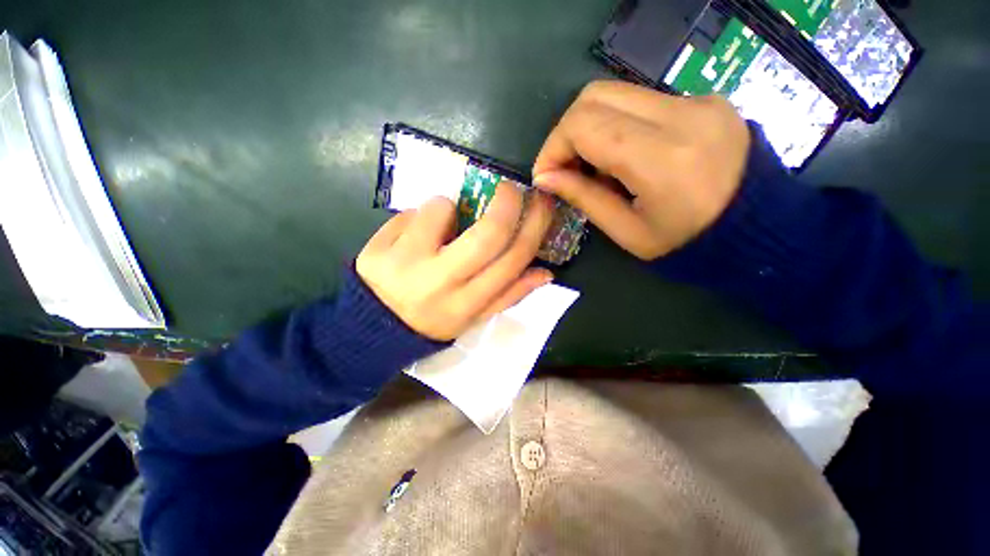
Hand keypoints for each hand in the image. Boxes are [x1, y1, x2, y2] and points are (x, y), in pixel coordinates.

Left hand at [356, 183, 553, 340]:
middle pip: (488, 233)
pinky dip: (419, 216)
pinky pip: (410, 212)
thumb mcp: (474, 317)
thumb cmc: (433, 320)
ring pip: (443, 209)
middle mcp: (441, 284)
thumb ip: (509, 295)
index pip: (512, 259)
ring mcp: (406, 264)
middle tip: (509, 189)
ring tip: (440, 227)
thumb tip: (546, 272)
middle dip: (507, 203)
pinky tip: (413, 236)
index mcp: (467, 303)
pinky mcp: (377, 248)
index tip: (541, 203)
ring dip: (448, 208)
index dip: (534, 226)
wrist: (375, 328)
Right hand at [532, 80, 750, 259]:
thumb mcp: (626, 232)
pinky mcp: (704, 100)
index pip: (584, 125)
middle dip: (567, 132)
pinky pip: (641, 101)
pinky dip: (617, 125)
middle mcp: (681, 115)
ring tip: (595, 166)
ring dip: (591, 128)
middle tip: (565, 167)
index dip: (553, 147)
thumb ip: (584, 197)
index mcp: (660, 158)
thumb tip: (545, 177)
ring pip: (616, 93)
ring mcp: (697, 101)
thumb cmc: (686, 243)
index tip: (546, 175)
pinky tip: (625, 157)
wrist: (758, 229)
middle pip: (595, 95)